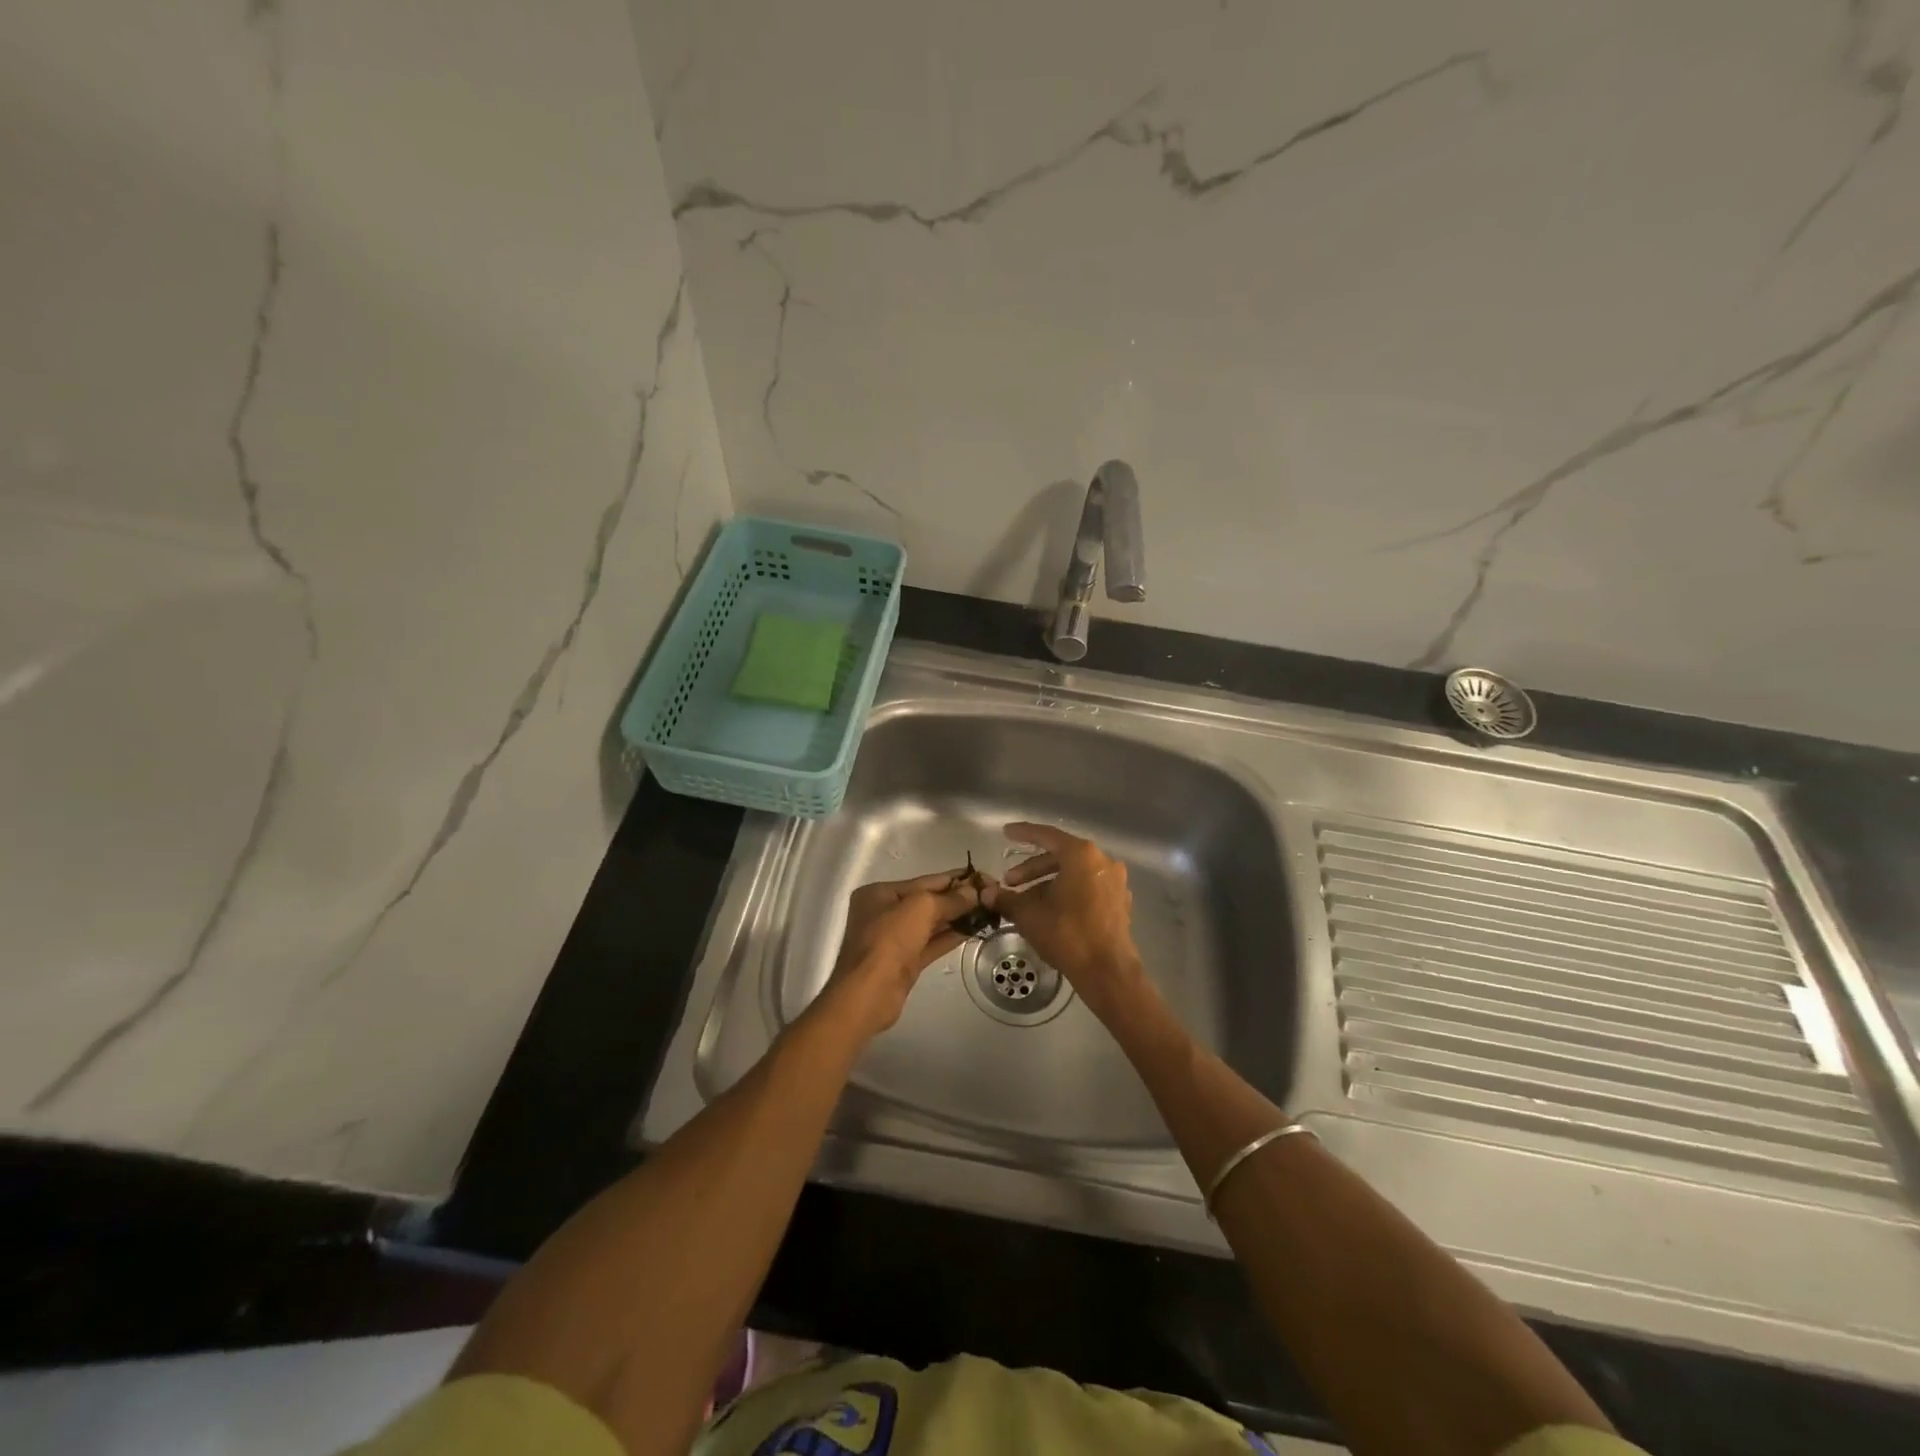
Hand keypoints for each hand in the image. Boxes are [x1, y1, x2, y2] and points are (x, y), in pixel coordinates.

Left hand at [827, 870, 979, 1035]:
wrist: (869, 993)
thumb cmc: (889, 940)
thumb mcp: (920, 908)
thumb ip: (950, 899)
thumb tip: (974, 892)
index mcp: (880, 893)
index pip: (925, 880)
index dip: (955, 878)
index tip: (983, 877)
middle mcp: (885, 912)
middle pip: (928, 901)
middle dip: (958, 898)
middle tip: (990, 895)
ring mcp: (895, 939)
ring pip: (931, 923)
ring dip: (958, 917)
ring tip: (988, 911)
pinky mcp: (905, 961)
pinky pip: (932, 943)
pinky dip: (951, 936)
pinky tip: (973, 930)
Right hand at [983, 823, 1144, 1018]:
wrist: (1108, 971)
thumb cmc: (1067, 935)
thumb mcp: (1030, 915)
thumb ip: (1007, 899)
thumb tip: (987, 894)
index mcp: (1081, 855)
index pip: (1047, 836)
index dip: (1024, 833)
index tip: (1006, 833)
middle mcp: (1102, 861)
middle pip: (1060, 856)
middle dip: (1032, 868)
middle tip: (1010, 882)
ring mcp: (1115, 881)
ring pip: (1074, 873)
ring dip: (1048, 883)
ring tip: (1026, 902)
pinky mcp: (1119, 901)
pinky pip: (1087, 887)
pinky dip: (1067, 892)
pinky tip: (1051, 910)